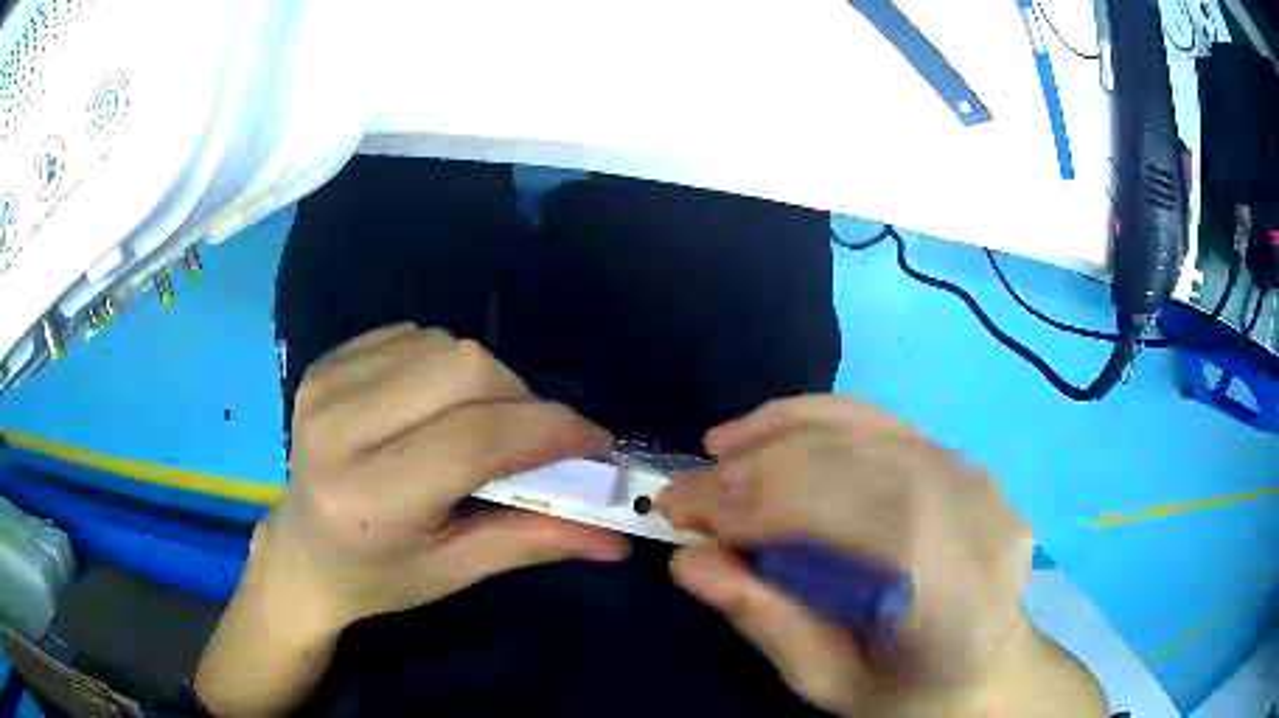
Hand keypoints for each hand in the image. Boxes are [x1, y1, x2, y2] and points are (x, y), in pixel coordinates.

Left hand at [257, 323, 631, 630]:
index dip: (551, 431)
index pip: (478, 439)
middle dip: (520, 398)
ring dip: (483, 380)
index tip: (595, 442)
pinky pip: (412, 335)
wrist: (301, 552)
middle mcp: (339, 429)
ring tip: (478, 424)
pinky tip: (432, 404)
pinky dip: (442, 364)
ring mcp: (324, 386)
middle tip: (531, 438)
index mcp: (370, 498)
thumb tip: (617, 538)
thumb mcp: (455, 572)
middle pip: (464, 369)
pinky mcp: (323, 363)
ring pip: (443, 344)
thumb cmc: (378, 577)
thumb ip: (534, 542)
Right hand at [661, 396, 1035, 716]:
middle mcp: (975, 514)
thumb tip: (690, 562)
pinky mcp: (957, 457)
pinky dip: (813, 420)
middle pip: (856, 465)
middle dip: (756, 474)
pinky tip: (767, 436)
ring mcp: (974, 475)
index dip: (763, 508)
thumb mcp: (831, 685)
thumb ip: (767, 623)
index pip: (857, 520)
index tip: (683, 519)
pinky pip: (877, 421)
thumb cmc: (910, 692)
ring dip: (777, 436)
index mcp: (956, 593)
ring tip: (715, 458)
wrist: (987, 664)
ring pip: (863, 430)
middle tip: (683, 496)